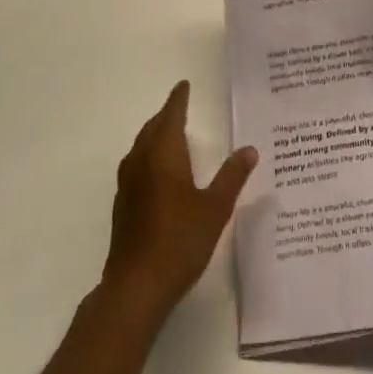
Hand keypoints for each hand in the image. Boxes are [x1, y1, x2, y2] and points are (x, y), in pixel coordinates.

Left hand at [101, 81, 256, 323]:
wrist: (136, 287)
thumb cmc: (179, 240)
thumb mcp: (215, 207)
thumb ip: (232, 176)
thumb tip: (249, 149)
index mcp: (164, 154)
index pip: (171, 116)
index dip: (178, 100)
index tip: (183, 85)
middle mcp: (141, 162)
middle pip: (152, 128)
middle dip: (166, 115)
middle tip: (180, 107)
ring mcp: (128, 185)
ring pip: (141, 147)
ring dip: (154, 135)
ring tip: (170, 135)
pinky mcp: (123, 206)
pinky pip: (136, 166)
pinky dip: (148, 157)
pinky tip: (158, 173)